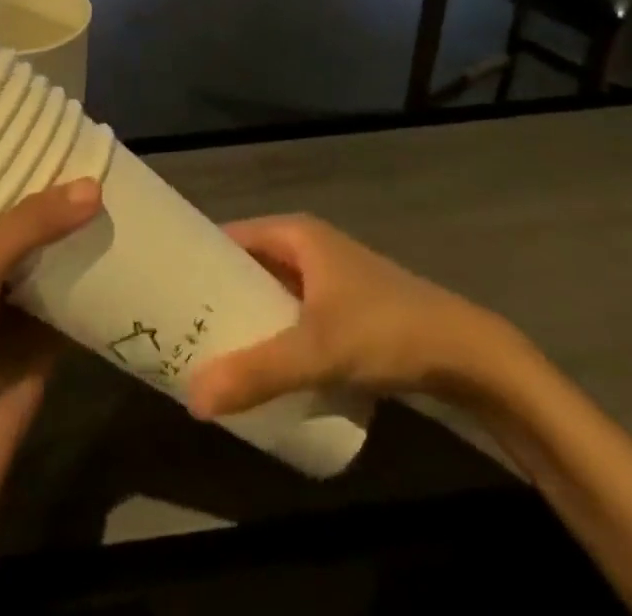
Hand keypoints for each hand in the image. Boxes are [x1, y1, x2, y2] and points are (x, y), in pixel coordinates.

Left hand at [0, 179, 101, 506]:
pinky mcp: (46, 342)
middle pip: (30, 228)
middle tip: (106, 163)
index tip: (63, 140)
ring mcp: (16, 309)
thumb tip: (92, 187)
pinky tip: (131, 250)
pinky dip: (100, 281)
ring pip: (56, 261)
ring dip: (82, 236)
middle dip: (61, 201)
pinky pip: (79, 301)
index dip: (22, 170)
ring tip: (124, 194)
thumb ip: (27, 226)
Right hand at [185, 214, 524, 418]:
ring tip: (207, 350)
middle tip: (179, 330)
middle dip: (217, 296)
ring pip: (271, 293)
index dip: (198, 259)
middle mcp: (308, 246)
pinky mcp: (344, 309)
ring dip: (245, 318)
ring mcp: (328, 278)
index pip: (229, 236)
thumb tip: (193, 398)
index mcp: (295, 234)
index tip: (165, 289)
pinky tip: (259, 366)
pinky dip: (273, 333)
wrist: (467, 354)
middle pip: (248, 266)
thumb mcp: (318, 351)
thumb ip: (258, 372)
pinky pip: (292, 315)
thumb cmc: (386, 330)